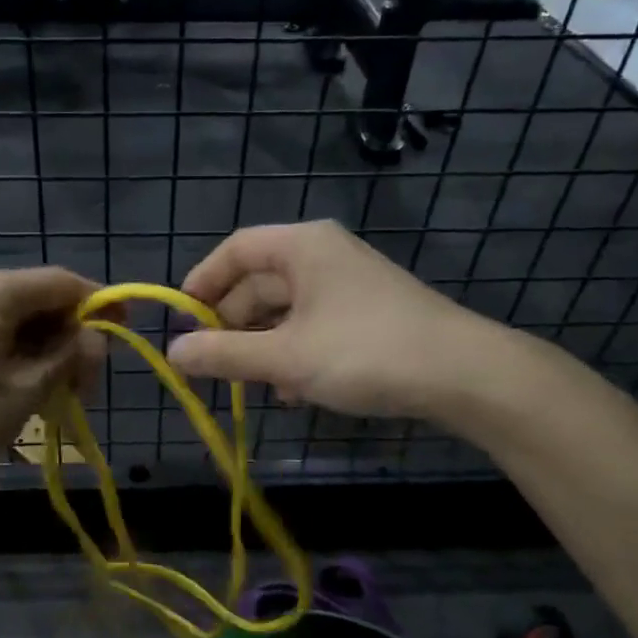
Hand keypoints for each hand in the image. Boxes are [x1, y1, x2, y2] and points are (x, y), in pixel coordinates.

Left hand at [0, 267, 104, 486]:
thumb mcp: (21, 394)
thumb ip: (66, 360)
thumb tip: (97, 337)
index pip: (67, 283)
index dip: (103, 305)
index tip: (126, 336)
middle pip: (45, 303)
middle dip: (73, 342)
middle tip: (84, 392)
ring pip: (21, 324)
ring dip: (47, 356)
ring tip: (55, 403)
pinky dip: (19, 361)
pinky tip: (21, 396)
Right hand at [166, 221, 512, 420]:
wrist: (463, 374)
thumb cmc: (364, 352)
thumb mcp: (285, 357)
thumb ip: (224, 355)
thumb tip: (173, 354)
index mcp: (302, 247)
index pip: (235, 250)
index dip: (202, 283)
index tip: (181, 322)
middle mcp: (323, 256)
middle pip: (258, 282)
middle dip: (231, 325)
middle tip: (211, 366)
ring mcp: (347, 285)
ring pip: (284, 310)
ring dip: (261, 346)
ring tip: (250, 386)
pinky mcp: (366, 314)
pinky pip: (312, 326)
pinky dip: (293, 353)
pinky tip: (290, 391)